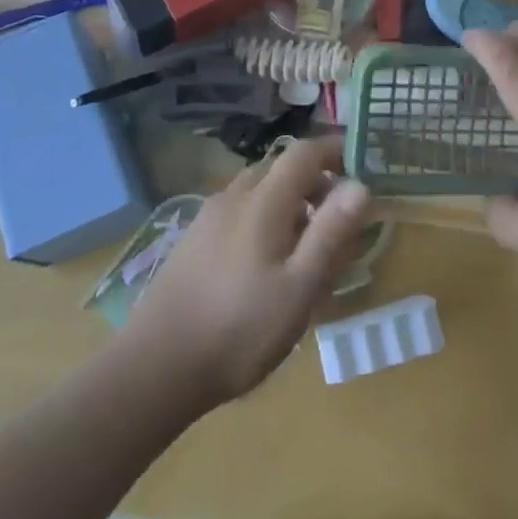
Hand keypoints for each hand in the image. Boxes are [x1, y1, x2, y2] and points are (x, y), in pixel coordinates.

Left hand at [122, 137, 372, 407]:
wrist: (155, 368)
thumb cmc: (239, 329)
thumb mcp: (299, 287)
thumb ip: (331, 233)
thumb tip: (361, 184)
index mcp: (263, 200)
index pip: (304, 151)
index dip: (335, 150)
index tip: (362, 166)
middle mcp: (234, 196)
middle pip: (280, 167)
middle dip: (315, 181)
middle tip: (339, 218)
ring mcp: (208, 217)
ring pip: (258, 189)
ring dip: (289, 201)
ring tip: (306, 245)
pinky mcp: (193, 239)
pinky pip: (239, 210)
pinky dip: (264, 217)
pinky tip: (266, 263)